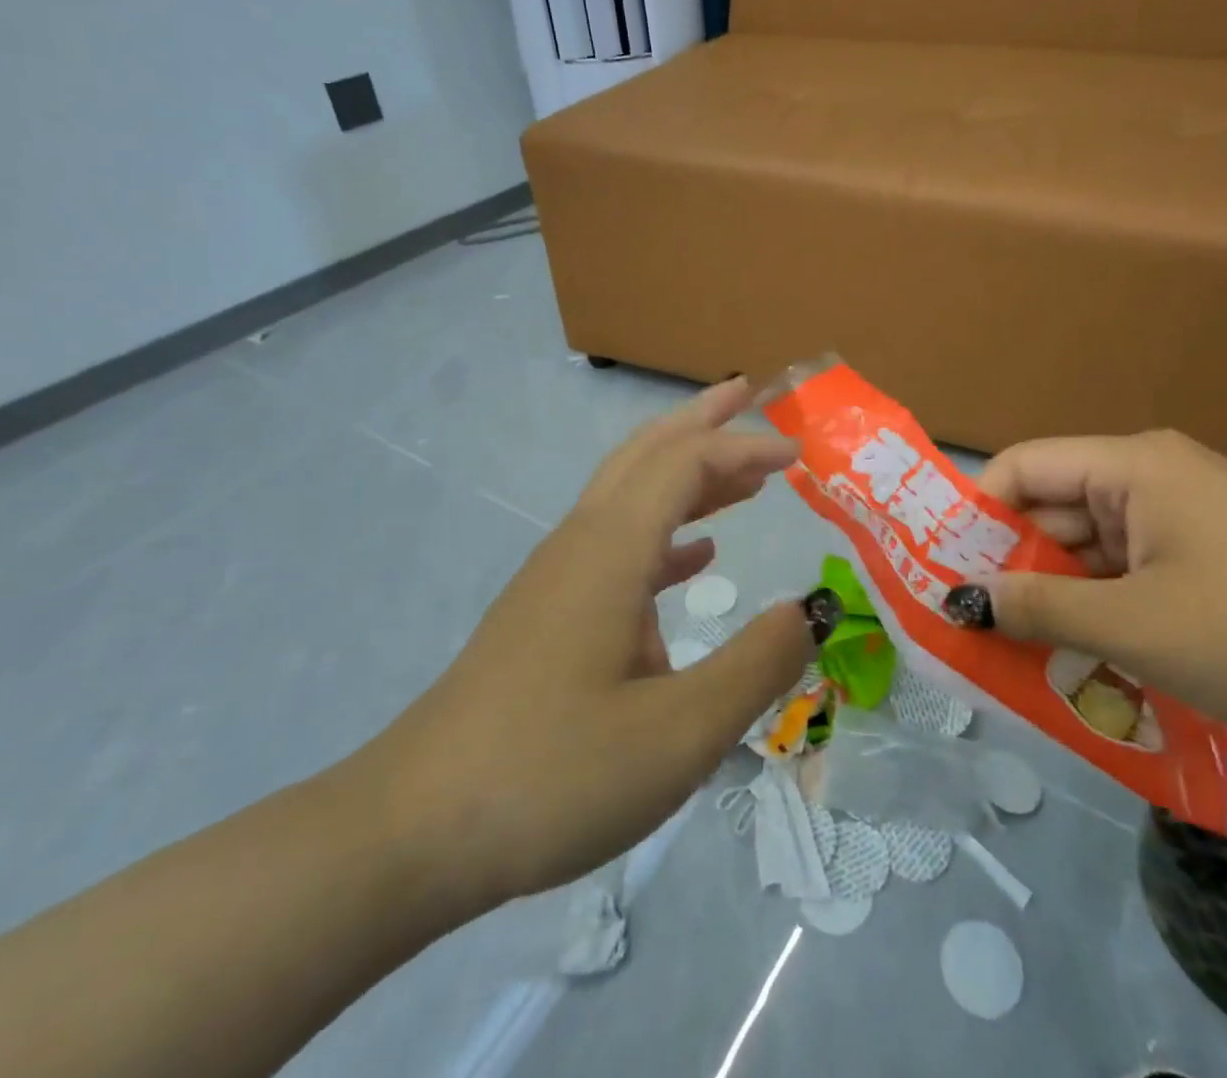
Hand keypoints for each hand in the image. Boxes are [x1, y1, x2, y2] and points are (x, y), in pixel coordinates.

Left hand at [350, 379, 816, 915]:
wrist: (413, 832)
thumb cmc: (552, 775)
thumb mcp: (679, 733)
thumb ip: (757, 664)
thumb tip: (812, 609)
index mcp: (611, 550)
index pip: (686, 463)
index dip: (744, 447)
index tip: (799, 453)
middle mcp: (582, 544)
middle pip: (646, 453)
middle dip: (701, 420)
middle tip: (751, 394)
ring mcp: (558, 577)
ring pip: (629, 494)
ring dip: (686, 473)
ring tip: (742, 478)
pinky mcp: (547, 612)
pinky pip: (617, 543)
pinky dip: (665, 531)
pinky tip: (695, 558)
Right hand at [973, 431, 1226, 746]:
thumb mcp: (1136, 627)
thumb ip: (1039, 609)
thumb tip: (960, 599)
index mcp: (1129, 466)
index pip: (1022, 469)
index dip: (975, 514)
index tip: (943, 570)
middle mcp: (1148, 476)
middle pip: (1052, 509)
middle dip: (1012, 565)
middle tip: (969, 624)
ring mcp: (1178, 515)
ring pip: (1087, 546)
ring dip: (1055, 594)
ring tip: (1012, 650)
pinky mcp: (1202, 553)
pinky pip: (1126, 569)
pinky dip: (1098, 605)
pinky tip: (1077, 653)